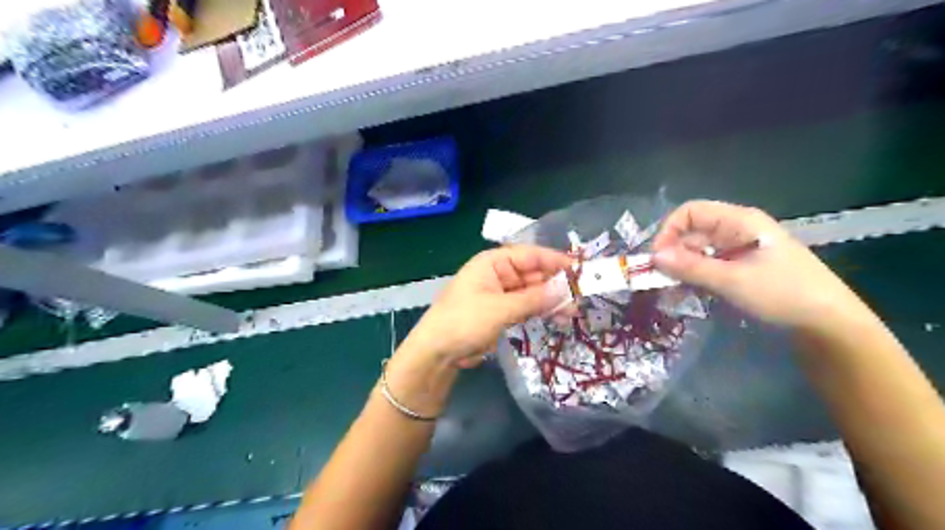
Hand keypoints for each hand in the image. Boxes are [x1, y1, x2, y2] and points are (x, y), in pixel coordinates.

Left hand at [402, 244, 571, 366]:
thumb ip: (534, 299)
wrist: (437, 352)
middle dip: (556, 284)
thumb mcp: (500, 309)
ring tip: (572, 313)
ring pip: (533, 292)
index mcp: (493, 263)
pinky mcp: (502, 313)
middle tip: (581, 297)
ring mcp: (500, 295)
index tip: (579, 270)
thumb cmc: (464, 321)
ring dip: (552, 300)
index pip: (530, 255)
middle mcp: (498, 274)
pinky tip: (558, 318)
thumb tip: (566, 290)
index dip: (555, 261)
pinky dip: (541, 311)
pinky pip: (527, 307)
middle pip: (533, 274)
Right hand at [654, 202, 873, 333]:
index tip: (658, 258)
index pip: (691, 212)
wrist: (829, 322)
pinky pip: (708, 266)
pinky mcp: (741, 267)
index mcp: (739, 221)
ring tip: (671, 291)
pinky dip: (694, 278)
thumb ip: (691, 267)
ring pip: (698, 251)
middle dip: (672, 253)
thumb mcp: (732, 280)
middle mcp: (737, 230)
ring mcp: (739, 249)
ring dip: (681, 269)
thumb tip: (653, 256)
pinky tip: (687, 293)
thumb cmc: (783, 293)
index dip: (669, 230)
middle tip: (659, 280)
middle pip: (692, 232)